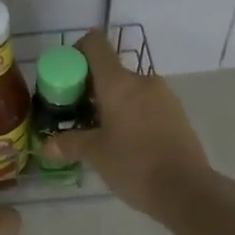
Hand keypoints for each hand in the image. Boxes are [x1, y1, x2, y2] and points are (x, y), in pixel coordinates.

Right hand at [42, 29, 213, 219]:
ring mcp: (163, 95)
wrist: (187, 190)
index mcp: (118, 82)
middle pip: (110, 69)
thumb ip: (70, 144)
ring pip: (129, 88)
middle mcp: (142, 80)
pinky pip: (147, 103)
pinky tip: (128, 142)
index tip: (67, 79)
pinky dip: (132, 113)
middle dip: (91, 88)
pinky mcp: (177, 112)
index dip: (77, 52)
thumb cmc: (135, 165)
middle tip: (78, 115)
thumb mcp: (96, 155)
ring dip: (112, 102)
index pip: (94, 44)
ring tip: (102, 133)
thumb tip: (47, 146)